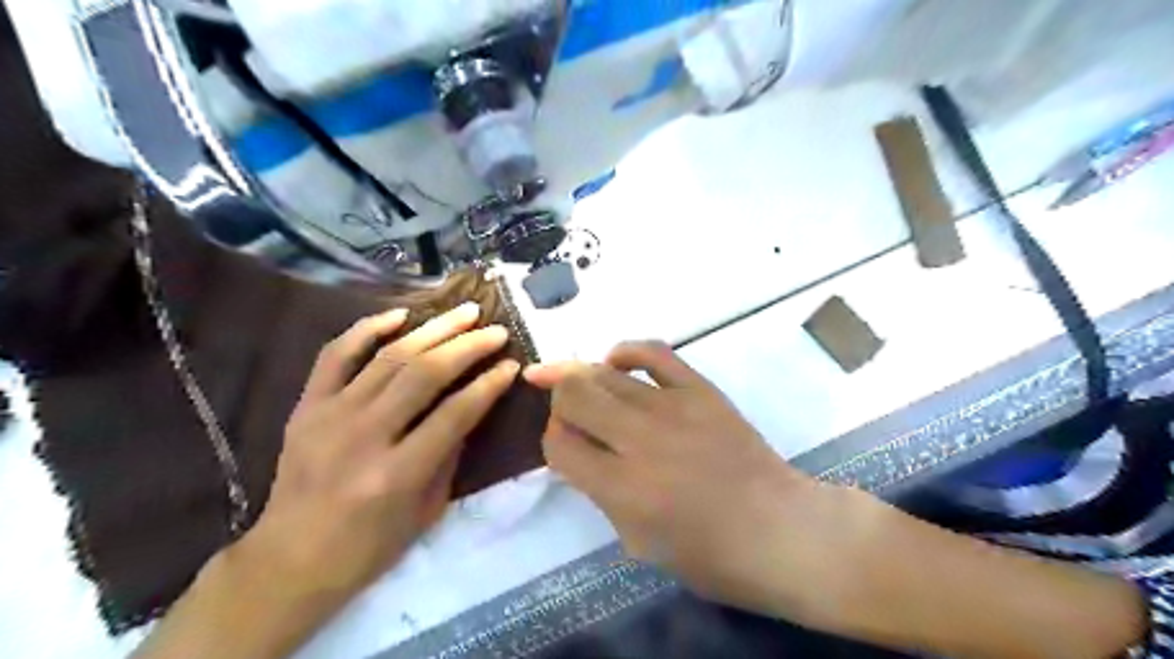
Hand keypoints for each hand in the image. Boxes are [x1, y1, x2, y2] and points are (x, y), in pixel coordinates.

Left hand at [234, 302, 515, 603]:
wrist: (290, 560)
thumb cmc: (370, 546)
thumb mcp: (427, 510)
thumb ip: (450, 454)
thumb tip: (470, 405)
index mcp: (397, 474)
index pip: (456, 414)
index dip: (489, 385)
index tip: (512, 365)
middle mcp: (364, 436)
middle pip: (425, 374)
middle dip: (468, 346)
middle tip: (496, 330)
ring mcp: (330, 416)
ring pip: (390, 357)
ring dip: (433, 329)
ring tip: (464, 312)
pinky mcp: (307, 406)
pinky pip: (336, 354)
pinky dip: (367, 329)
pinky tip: (400, 314)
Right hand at [523, 342, 843, 620]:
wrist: (781, 530)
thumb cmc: (710, 555)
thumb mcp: (638, 543)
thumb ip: (601, 493)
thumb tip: (580, 450)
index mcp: (623, 489)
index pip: (559, 444)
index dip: (552, 441)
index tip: (566, 445)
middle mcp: (640, 440)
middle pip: (573, 394)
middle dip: (560, 401)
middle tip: (570, 414)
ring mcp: (673, 408)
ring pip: (603, 371)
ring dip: (584, 378)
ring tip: (584, 388)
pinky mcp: (700, 389)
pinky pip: (653, 351)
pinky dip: (626, 352)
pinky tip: (616, 362)